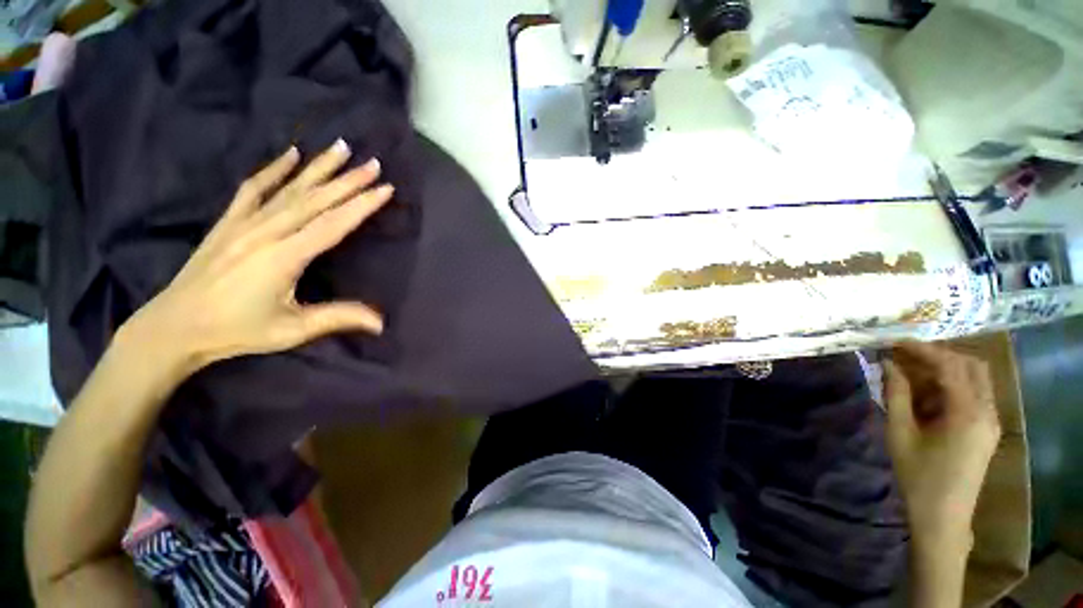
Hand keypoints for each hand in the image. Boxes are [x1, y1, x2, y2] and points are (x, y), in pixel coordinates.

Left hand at [120, 140, 391, 375]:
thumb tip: (382, 323)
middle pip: (314, 200)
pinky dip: (273, 169)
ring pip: (289, 188)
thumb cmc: (237, 331)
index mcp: (284, 257)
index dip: (361, 206)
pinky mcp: (228, 221)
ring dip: (318, 167)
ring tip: (340, 147)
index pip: (332, 224)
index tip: (385, 189)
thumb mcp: (292, 330)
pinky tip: (290, 154)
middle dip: (348, 180)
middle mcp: (265, 232)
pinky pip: (253, 189)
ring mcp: (244, 223)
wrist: (175, 327)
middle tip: (373, 163)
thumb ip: (338, 318)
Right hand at [884, 342, 1000, 544]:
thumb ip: (896, 394)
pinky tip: (927, 396)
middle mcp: (987, 411)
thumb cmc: (917, 475)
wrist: (942, 517)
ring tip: (911, 374)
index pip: (950, 366)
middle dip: (938, 355)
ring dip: (945, 370)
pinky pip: (974, 394)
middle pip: (971, 365)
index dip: (922, 350)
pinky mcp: (987, 429)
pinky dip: (951, 386)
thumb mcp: (900, 433)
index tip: (894, 342)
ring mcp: (991, 420)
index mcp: (968, 413)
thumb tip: (887, 363)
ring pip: (975, 378)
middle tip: (905, 355)